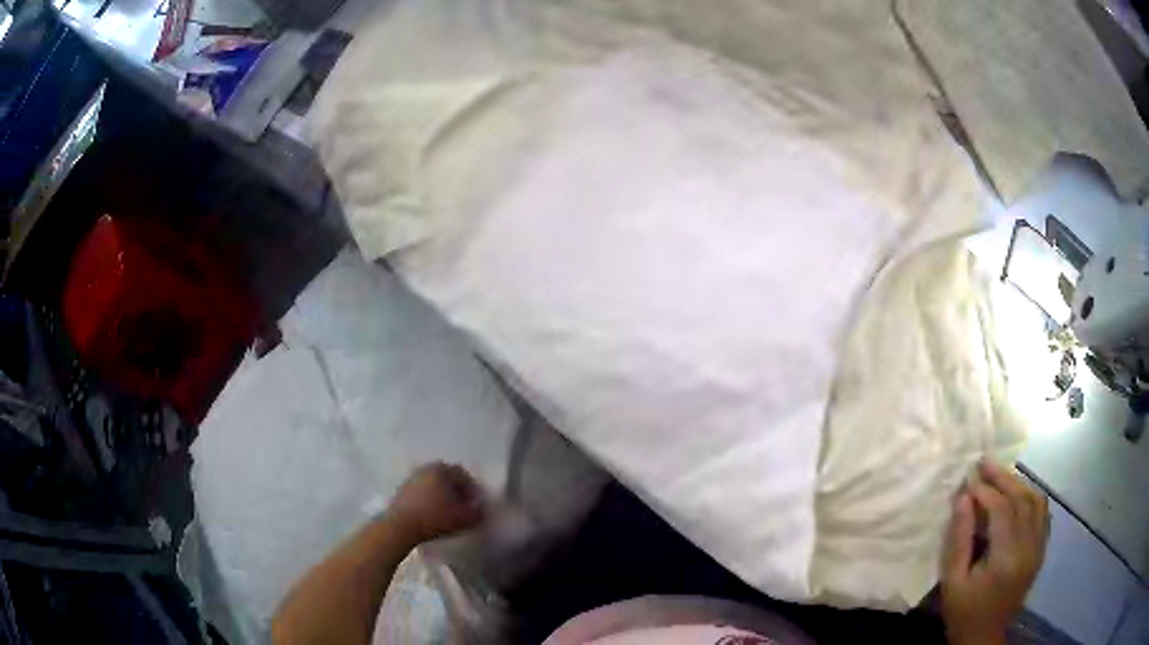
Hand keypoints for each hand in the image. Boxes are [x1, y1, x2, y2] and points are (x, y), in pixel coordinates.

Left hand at [387, 463, 484, 543]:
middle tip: (462, 506)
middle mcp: (425, 468)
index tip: (475, 503)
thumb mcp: (463, 518)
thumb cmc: (434, 518)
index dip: (472, 488)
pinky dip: (429, 499)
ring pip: (433, 484)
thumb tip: (482, 509)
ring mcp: (411, 478)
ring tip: (447, 512)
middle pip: (446, 477)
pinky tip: (431, 514)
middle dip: (456, 490)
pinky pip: (421, 491)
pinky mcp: (401, 490)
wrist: (400, 526)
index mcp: (441, 469)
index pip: (463, 474)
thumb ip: (477, 512)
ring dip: (442, 495)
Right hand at [941, 459, 1049, 644]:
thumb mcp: (952, 582)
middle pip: (1022, 499)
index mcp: (1005, 559)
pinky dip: (1032, 496)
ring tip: (1000, 475)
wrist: (984, 638)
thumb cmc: (963, 613)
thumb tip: (963, 498)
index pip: (1001, 510)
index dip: (985, 490)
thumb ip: (959, 539)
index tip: (968, 477)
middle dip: (1003, 477)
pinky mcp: (1041, 550)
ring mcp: (1038, 548)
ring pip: (1036, 501)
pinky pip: (1043, 512)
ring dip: (1019, 483)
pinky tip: (1019, 493)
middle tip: (984, 462)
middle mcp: (1028, 548)